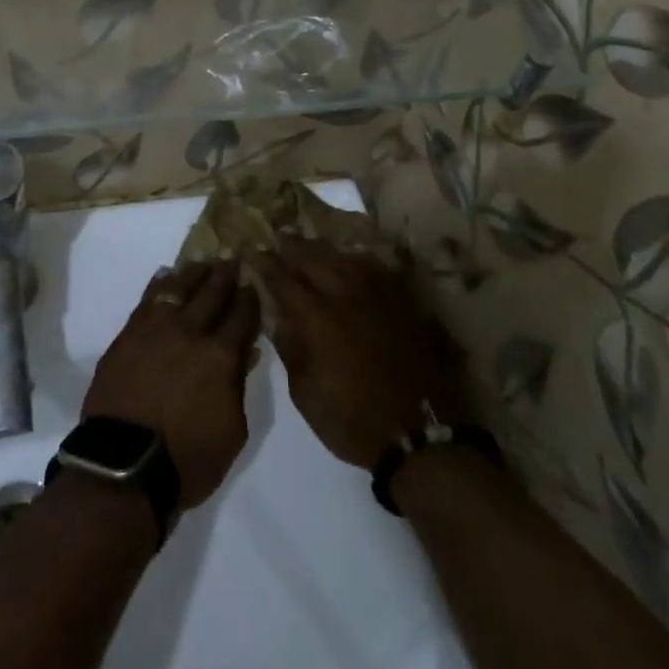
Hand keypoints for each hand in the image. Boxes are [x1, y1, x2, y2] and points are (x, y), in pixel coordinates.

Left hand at [83, 260, 260, 511]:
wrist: (123, 465)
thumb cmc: (187, 459)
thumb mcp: (232, 432)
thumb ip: (239, 387)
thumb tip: (244, 353)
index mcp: (220, 356)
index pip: (241, 316)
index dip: (249, 297)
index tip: (253, 281)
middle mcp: (190, 333)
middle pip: (211, 294)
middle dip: (225, 275)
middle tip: (232, 258)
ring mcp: (155, 330)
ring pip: (178, 289)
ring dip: (193, 273)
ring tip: (203, 262)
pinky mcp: (127, 336)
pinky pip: (146, 301)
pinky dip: (158, 285)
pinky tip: (165, 275)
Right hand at [256, 237, 468, 469]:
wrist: (416, 433)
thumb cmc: (350, 420)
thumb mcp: (304, 393)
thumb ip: (289, 348)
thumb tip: (278, 317)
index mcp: (315, 317)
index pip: (282, 279)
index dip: (265, 263)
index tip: (252, 250)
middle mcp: (343, 295)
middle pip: (312, 258)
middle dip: (292, 245)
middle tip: (279, 236)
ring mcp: (375, 295)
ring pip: (344, 257)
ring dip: (322, 248)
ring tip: (310, 243)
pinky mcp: (400, 302)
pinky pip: (374, 268)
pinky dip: (356, 259)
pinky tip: (350, 259)